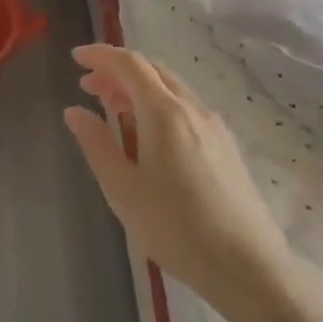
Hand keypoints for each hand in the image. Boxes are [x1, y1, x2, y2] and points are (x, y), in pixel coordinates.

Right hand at [63, 44, 285, 305]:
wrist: (248, 266)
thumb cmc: (176, 228)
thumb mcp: (123, 189)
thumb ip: (96, 144)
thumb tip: (74, 112)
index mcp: (164, 113)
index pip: (130, 64)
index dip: (100, 55)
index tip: (76, 57)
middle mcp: (192, 108)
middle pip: (152, 71)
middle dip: (117, 71)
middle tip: (88, 87)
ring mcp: (213, 126)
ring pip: (171, 89)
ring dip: (138, 88)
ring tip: (112, 109)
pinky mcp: (225, 145)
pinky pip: (185, 108)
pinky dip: (158, 105)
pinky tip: (147, 135)